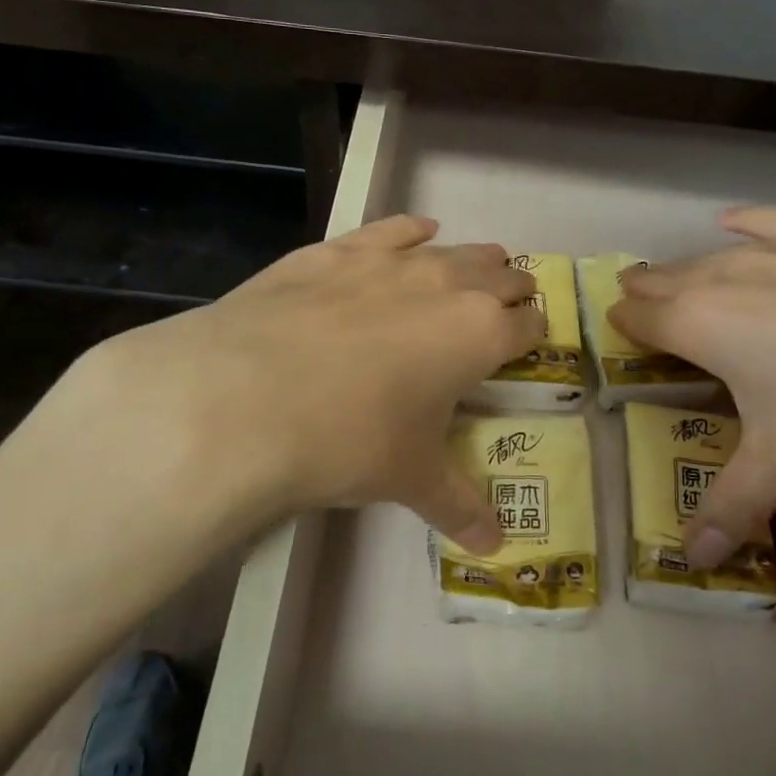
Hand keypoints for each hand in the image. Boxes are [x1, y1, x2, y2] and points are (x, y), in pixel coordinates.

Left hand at [20, 214, 540, 554]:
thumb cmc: (348, 440)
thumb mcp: (409, 478)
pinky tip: (416, 233)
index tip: (526, 343)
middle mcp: (448, 284)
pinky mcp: (340, 248)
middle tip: (504, 310)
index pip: (528, 325)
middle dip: (511, 291)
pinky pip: (394, 228)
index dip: (532, 333)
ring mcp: (391, 259)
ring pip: (456, 248)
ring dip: (474, 260)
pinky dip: (412, 231)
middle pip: (501, 275)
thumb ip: (459, 506)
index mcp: (480, 334)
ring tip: (475, 271)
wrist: (243, 398)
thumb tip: (493, 547)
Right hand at [612, 207, 775, 566]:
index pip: (642, 316)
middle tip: (642, 304)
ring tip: (681, 275)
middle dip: (650, 291)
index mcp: (703, 324)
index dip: (625, 325)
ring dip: (693, 265)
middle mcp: (731, 274)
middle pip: (670, 277)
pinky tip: (739, 220)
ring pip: (718, 250)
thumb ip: (732, 506)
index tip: (620, 333)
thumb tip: (691, 562)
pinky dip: (751, 222)